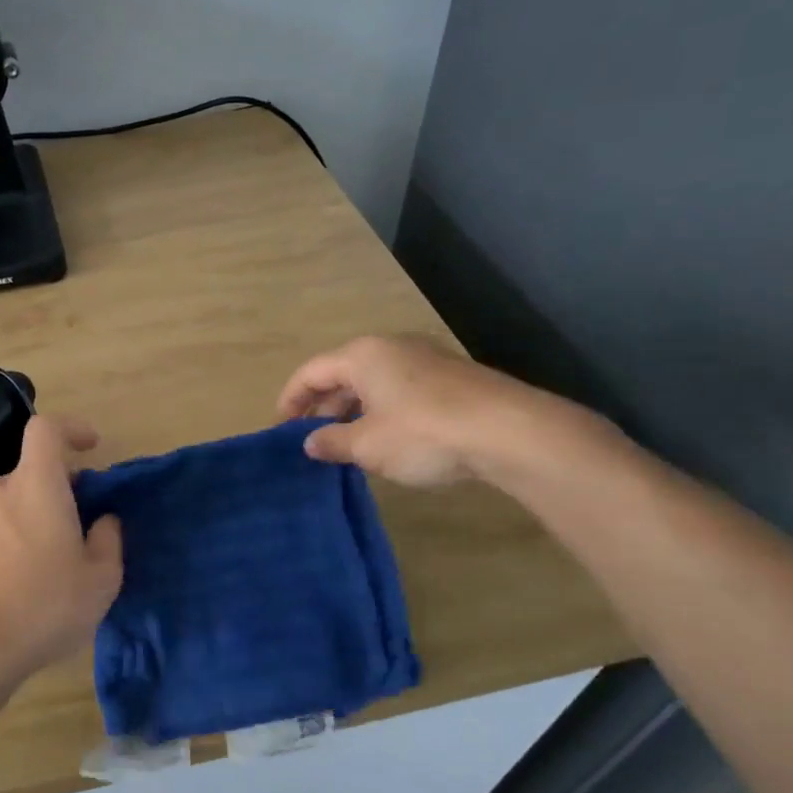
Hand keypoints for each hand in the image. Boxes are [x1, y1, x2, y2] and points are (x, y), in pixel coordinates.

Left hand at [0, 415, 122, 690]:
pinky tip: (30, 580)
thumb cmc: (45, 605)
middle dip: (62, 488)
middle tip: (85, 523)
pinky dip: (18, 538)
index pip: (45, 430)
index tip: (92, 447)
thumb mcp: (101, 579)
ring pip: (15, 502)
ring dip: (39, 516)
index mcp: (35, 485)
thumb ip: (109, 540)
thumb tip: (104, 521)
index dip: (71, 429)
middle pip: (34, 471)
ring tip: (60, 560)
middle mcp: (0, 492)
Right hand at [277, 334, 591, 487]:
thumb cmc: (423, 433)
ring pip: (373, 382)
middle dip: (323, 407)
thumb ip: (332, 442)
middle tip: (313, 440)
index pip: (311, 372)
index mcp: (362, 355)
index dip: (290, 400)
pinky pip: (401, 390)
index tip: (281, 428)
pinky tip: (387, 440)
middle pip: (342, 374)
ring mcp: (425, 359)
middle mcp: (391, 348)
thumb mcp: (367, 445)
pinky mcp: (451, 377)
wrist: (511, 432)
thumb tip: (310, 442)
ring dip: (353, 411)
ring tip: (347, 444)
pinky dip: (383, 411)